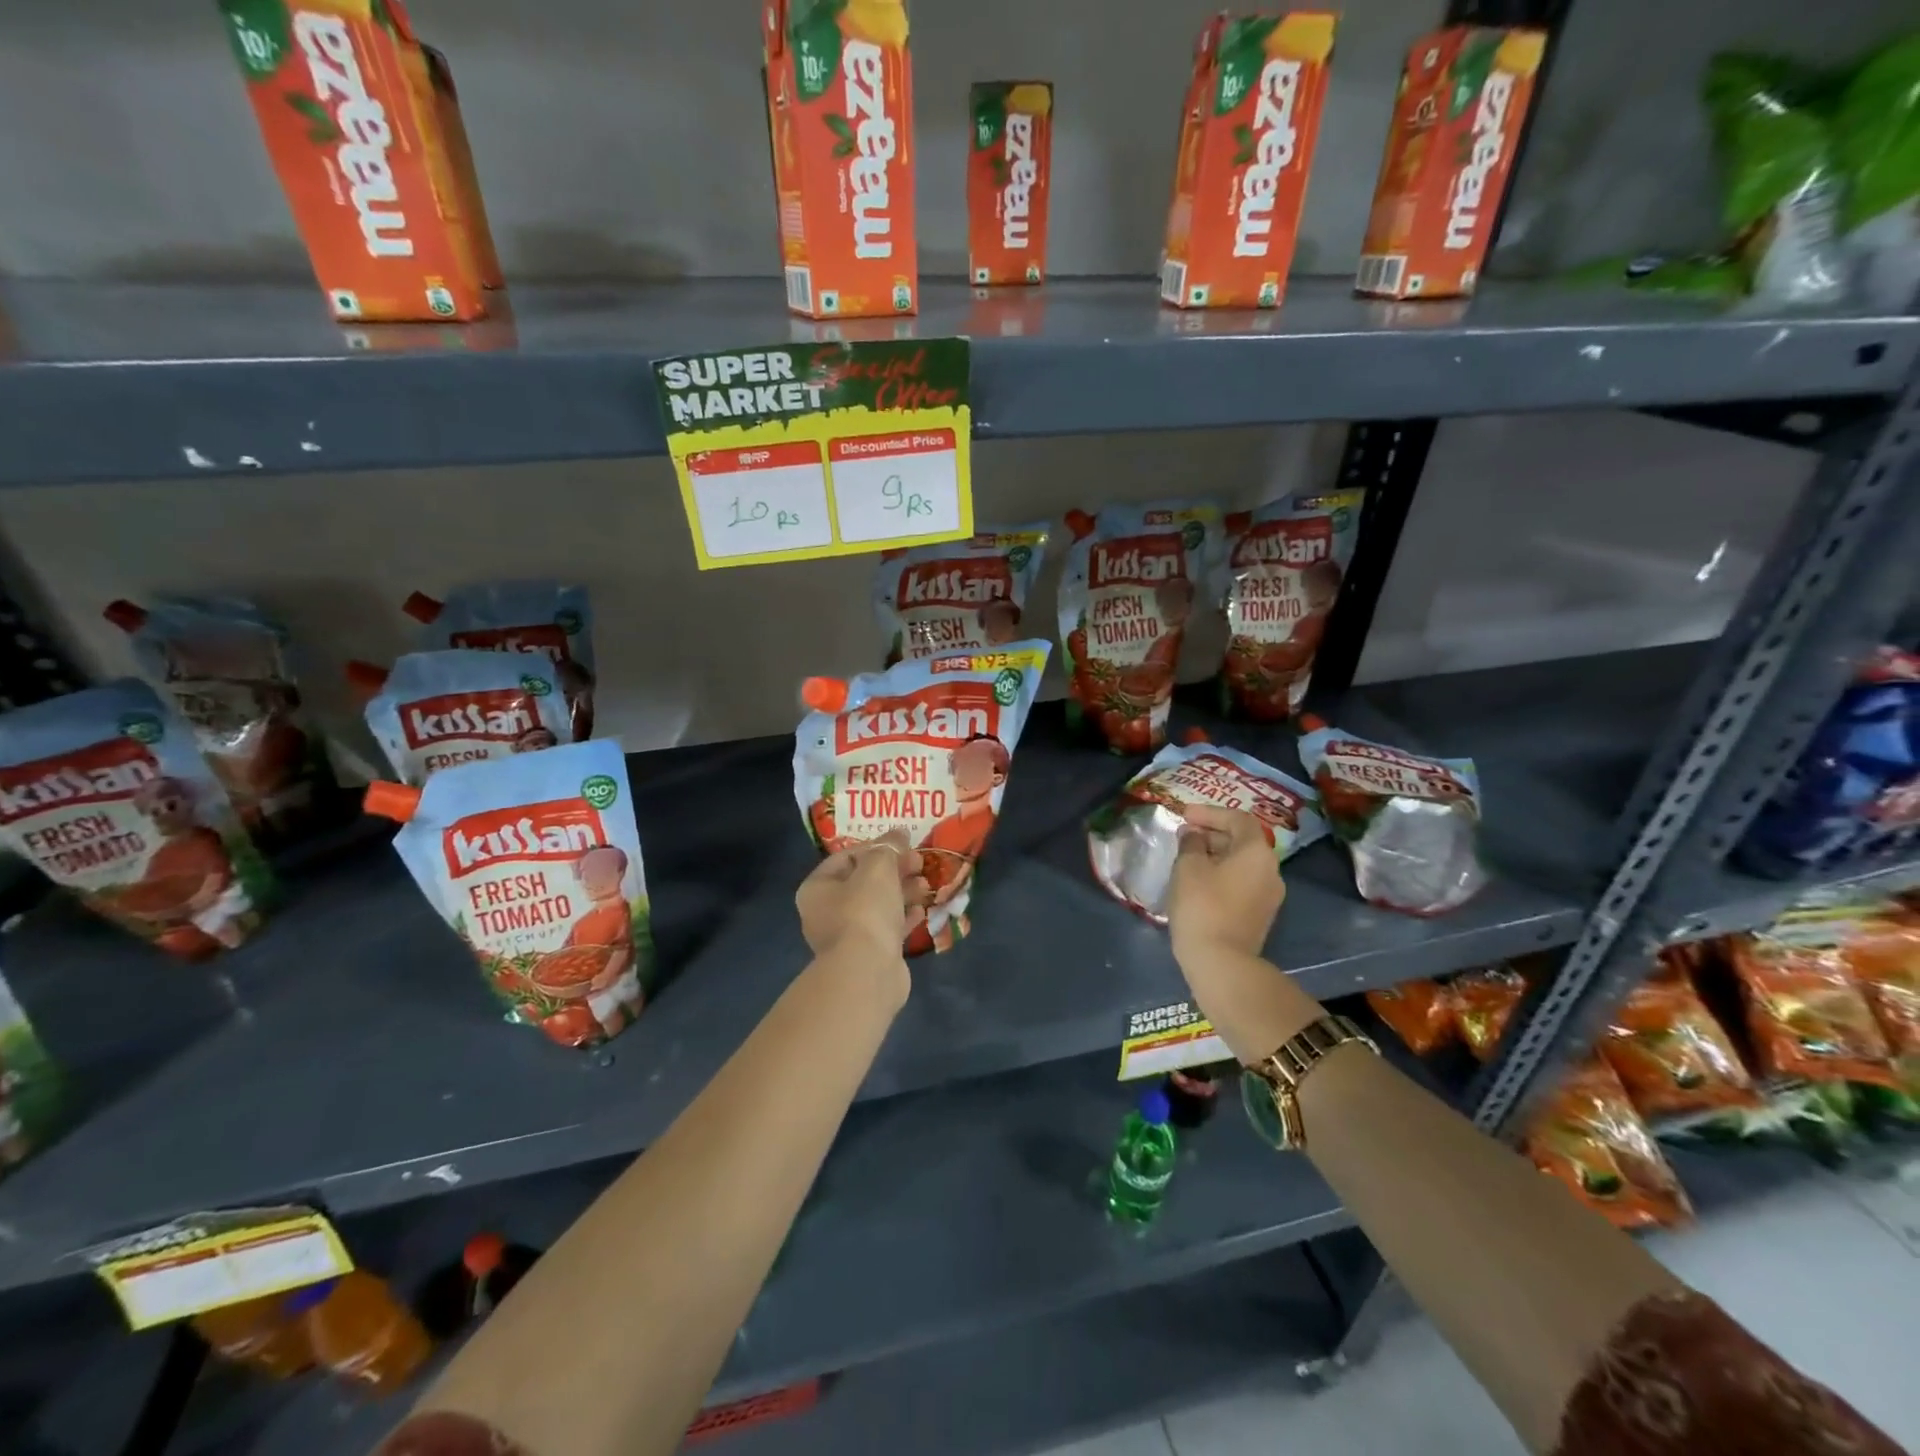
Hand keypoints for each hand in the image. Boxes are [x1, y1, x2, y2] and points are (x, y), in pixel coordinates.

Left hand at [796, 831, 924, 982]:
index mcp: (817, 888)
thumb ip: (889, 847)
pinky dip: (903, 917)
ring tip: (926, 885)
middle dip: (894, 869)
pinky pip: (887, 928)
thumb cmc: (864, 910)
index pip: (846, 857)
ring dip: (902, 892)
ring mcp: (847, 937)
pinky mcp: (868, 955)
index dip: (876, 847)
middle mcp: (825, 912)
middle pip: (863, 881)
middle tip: (919, 862)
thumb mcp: (878, 867)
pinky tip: (922, 910)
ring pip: (877, 905)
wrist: (867, 971)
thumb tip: (899, 834)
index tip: (903, 844)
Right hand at [1165, 805, 1284, 958]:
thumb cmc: (1202, 906)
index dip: (1211, 813)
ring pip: (1243, 863)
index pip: (1238, 819)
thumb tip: (1194, 834)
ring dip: (1217, 855)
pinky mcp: (1261, 915)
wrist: (1221, 962)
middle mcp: (1271, 870)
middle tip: (1185, 835)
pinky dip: (1223, 874)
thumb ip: (1190, 843)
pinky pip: (1242, 882)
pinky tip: (1199, 881)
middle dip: (1213, 833)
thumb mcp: (1188, 867)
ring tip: (1189, 857)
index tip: (1185, 815)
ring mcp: (1269, 895)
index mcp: (1257, 852)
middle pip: (1244, 841)